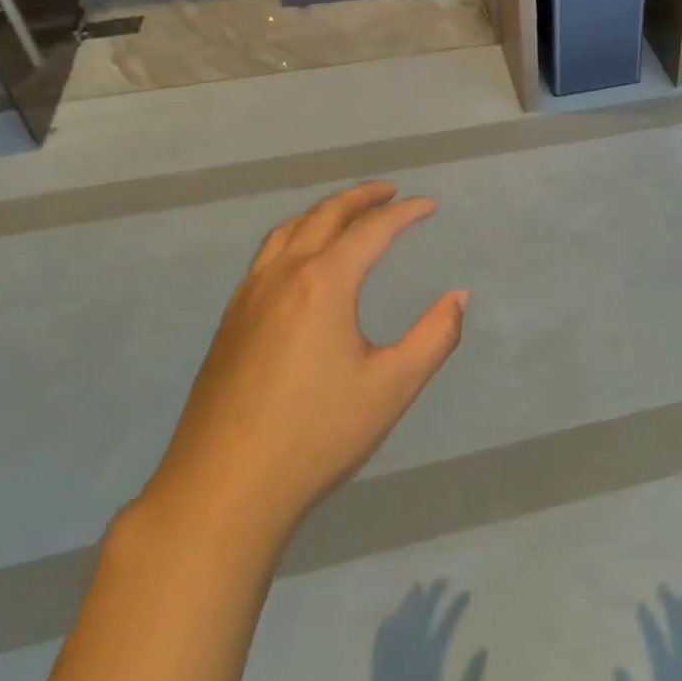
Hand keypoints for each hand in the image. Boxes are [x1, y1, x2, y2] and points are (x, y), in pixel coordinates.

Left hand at [143, 183, 466, 541]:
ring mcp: (248, 298)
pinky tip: (303, 262)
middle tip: (389, 192)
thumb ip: (434, 337)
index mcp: (323, 284)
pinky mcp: (229, 322)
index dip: (404, 213)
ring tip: (348, 214)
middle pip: (323, 217)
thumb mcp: (392, 387)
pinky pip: (266, 256)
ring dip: (323, 213)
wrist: (222, 489)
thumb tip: (458, 297)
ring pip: (287, 231)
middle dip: (360, 198)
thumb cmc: (317, 435)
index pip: (370, 230)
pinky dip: (295, 237)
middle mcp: (282, 276)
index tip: (429, 204)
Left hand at [340, 580, 486, 680]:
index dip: (455, 608)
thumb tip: (483, 649)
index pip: (444, 626)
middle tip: (442, 579)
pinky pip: (381, 642)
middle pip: (420, 617)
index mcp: (429, 663)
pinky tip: (389, 617)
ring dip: (409, 604)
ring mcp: (390, 664)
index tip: (466, 592)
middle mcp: (408, 656)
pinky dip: (387, 625)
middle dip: (432, 596)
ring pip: (399, 624)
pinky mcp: (377, 676)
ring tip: (417, 587)